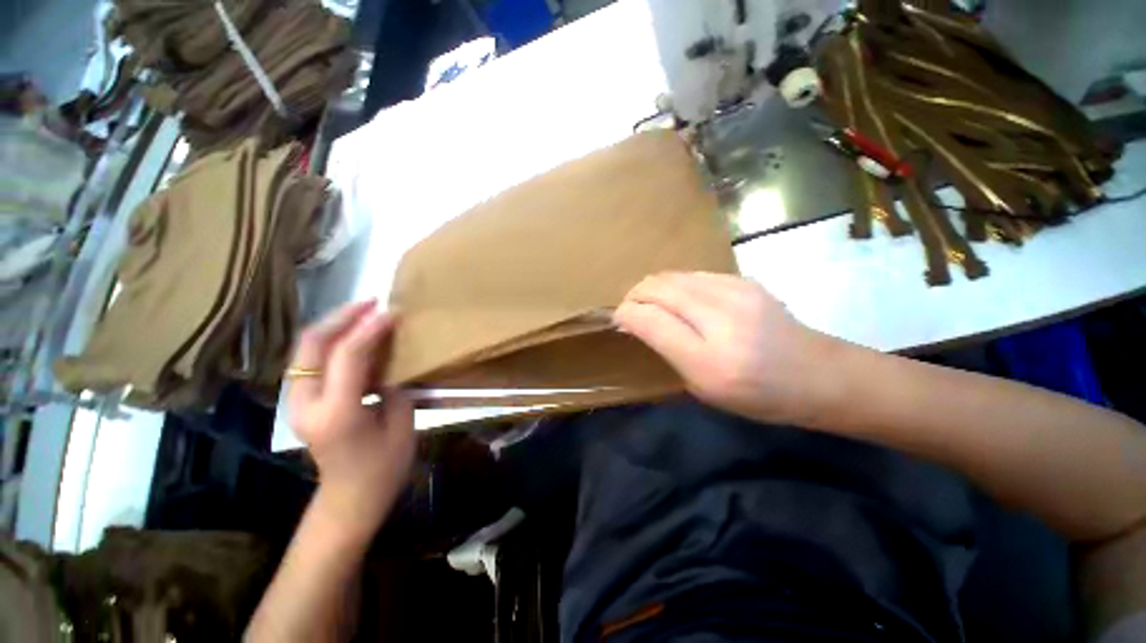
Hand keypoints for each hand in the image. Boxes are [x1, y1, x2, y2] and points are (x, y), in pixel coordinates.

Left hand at [288, 301, 414, 527]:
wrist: (350, 498)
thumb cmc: (385, 466)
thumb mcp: (402, 423)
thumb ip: (393, 385)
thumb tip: (388, 358)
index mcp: (337, 413)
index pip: (347, 356)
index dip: (370, 328)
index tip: (392, 311)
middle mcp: (305, 404)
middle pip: (312, 345)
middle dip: (342, 317)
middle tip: (372, 302)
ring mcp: (295, 403)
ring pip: (306, 349)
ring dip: (333, 326)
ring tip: (363, 312)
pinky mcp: (299, 402)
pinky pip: (310, 360)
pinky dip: (330, 342)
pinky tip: (352, 335)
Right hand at [614, 272, 839, 424]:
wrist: (819, 375)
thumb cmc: (757, 396)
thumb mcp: (702, 389)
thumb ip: (666, 352)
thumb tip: (637, 323)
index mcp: (709, 361)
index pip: (650, 319)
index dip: (626, 314)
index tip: (619, 321)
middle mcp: (721, 319)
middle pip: (657, 288)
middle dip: (634, 295)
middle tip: (630, 309)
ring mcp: (736, 292)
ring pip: (672, 276)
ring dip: (652, 287)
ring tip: (651, 303)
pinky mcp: (744, 280)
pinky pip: (693, 274)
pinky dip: (675, 285)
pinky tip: (679, 299)